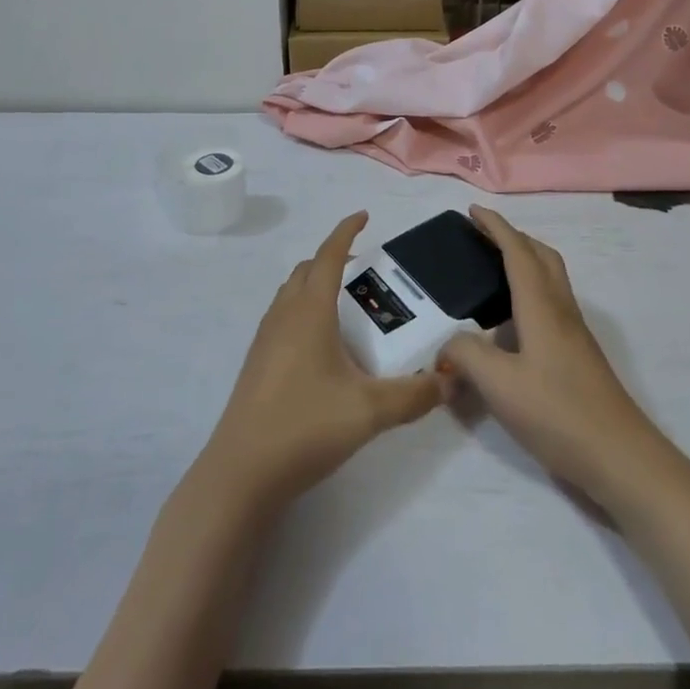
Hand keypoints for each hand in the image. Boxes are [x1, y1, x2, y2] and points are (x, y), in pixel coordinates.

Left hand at [197, 212, 444, 513]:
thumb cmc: (305, 426)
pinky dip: (303, 310)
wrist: (241, 472)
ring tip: (346, 305)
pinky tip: (321, 345)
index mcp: (309, 311)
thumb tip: (448, 381)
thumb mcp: (369, 411)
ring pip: (291, 293)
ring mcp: (265, 338)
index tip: (364, 216)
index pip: (328, 256)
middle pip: (307, 270)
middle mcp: (284, 315)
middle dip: (333, 259)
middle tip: (364, 271)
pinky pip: (282, 316)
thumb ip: (413, 395)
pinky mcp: (257, 362)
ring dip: (315, 284)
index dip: (346, 231)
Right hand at [441, 206, 669, 508]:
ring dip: (525, 263)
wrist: (621, 458)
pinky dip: (530, 294)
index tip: (473, 211)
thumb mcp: (499, 384)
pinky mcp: (579, 357)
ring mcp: (575, 335)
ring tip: (493, 274)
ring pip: (551, 280)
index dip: (496, 227)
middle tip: (484, 238)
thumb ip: (466, 356)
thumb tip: (447, 347)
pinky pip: (552, 305)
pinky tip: (511, 325)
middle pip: (542, 257)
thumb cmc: (559, 413)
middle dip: (514, 238)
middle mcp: (561, 311)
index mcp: (541, 306)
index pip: (517, 251)